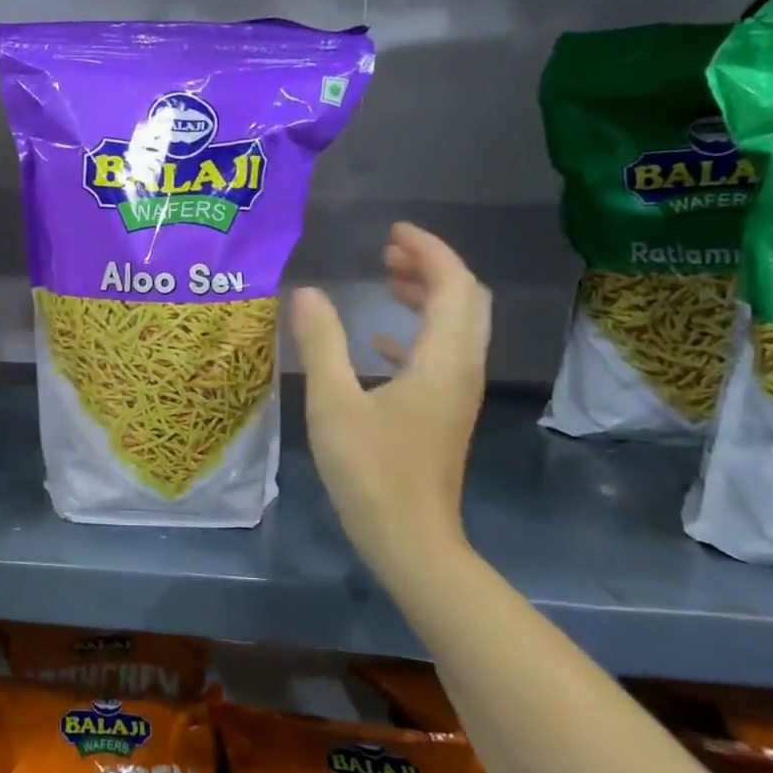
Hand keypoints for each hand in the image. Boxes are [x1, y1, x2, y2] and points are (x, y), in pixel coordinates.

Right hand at [292, 223, 490, 566]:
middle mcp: (461, 369)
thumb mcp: (334, 404)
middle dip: (432, 267)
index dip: (428, 250)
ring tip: (387, 281)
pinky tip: (381, 342)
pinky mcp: (444, 413)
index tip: (393, 232)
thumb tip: (306, 292)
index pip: (453, 284)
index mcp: (443, 360)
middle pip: (466, 300)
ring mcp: (456, 394)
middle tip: (388, 252)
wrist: (410, 540)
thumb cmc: (371, 471)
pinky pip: (442, 356)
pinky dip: (418, 334)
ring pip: (457, 327)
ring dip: (428, 297)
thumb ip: (321, 343)